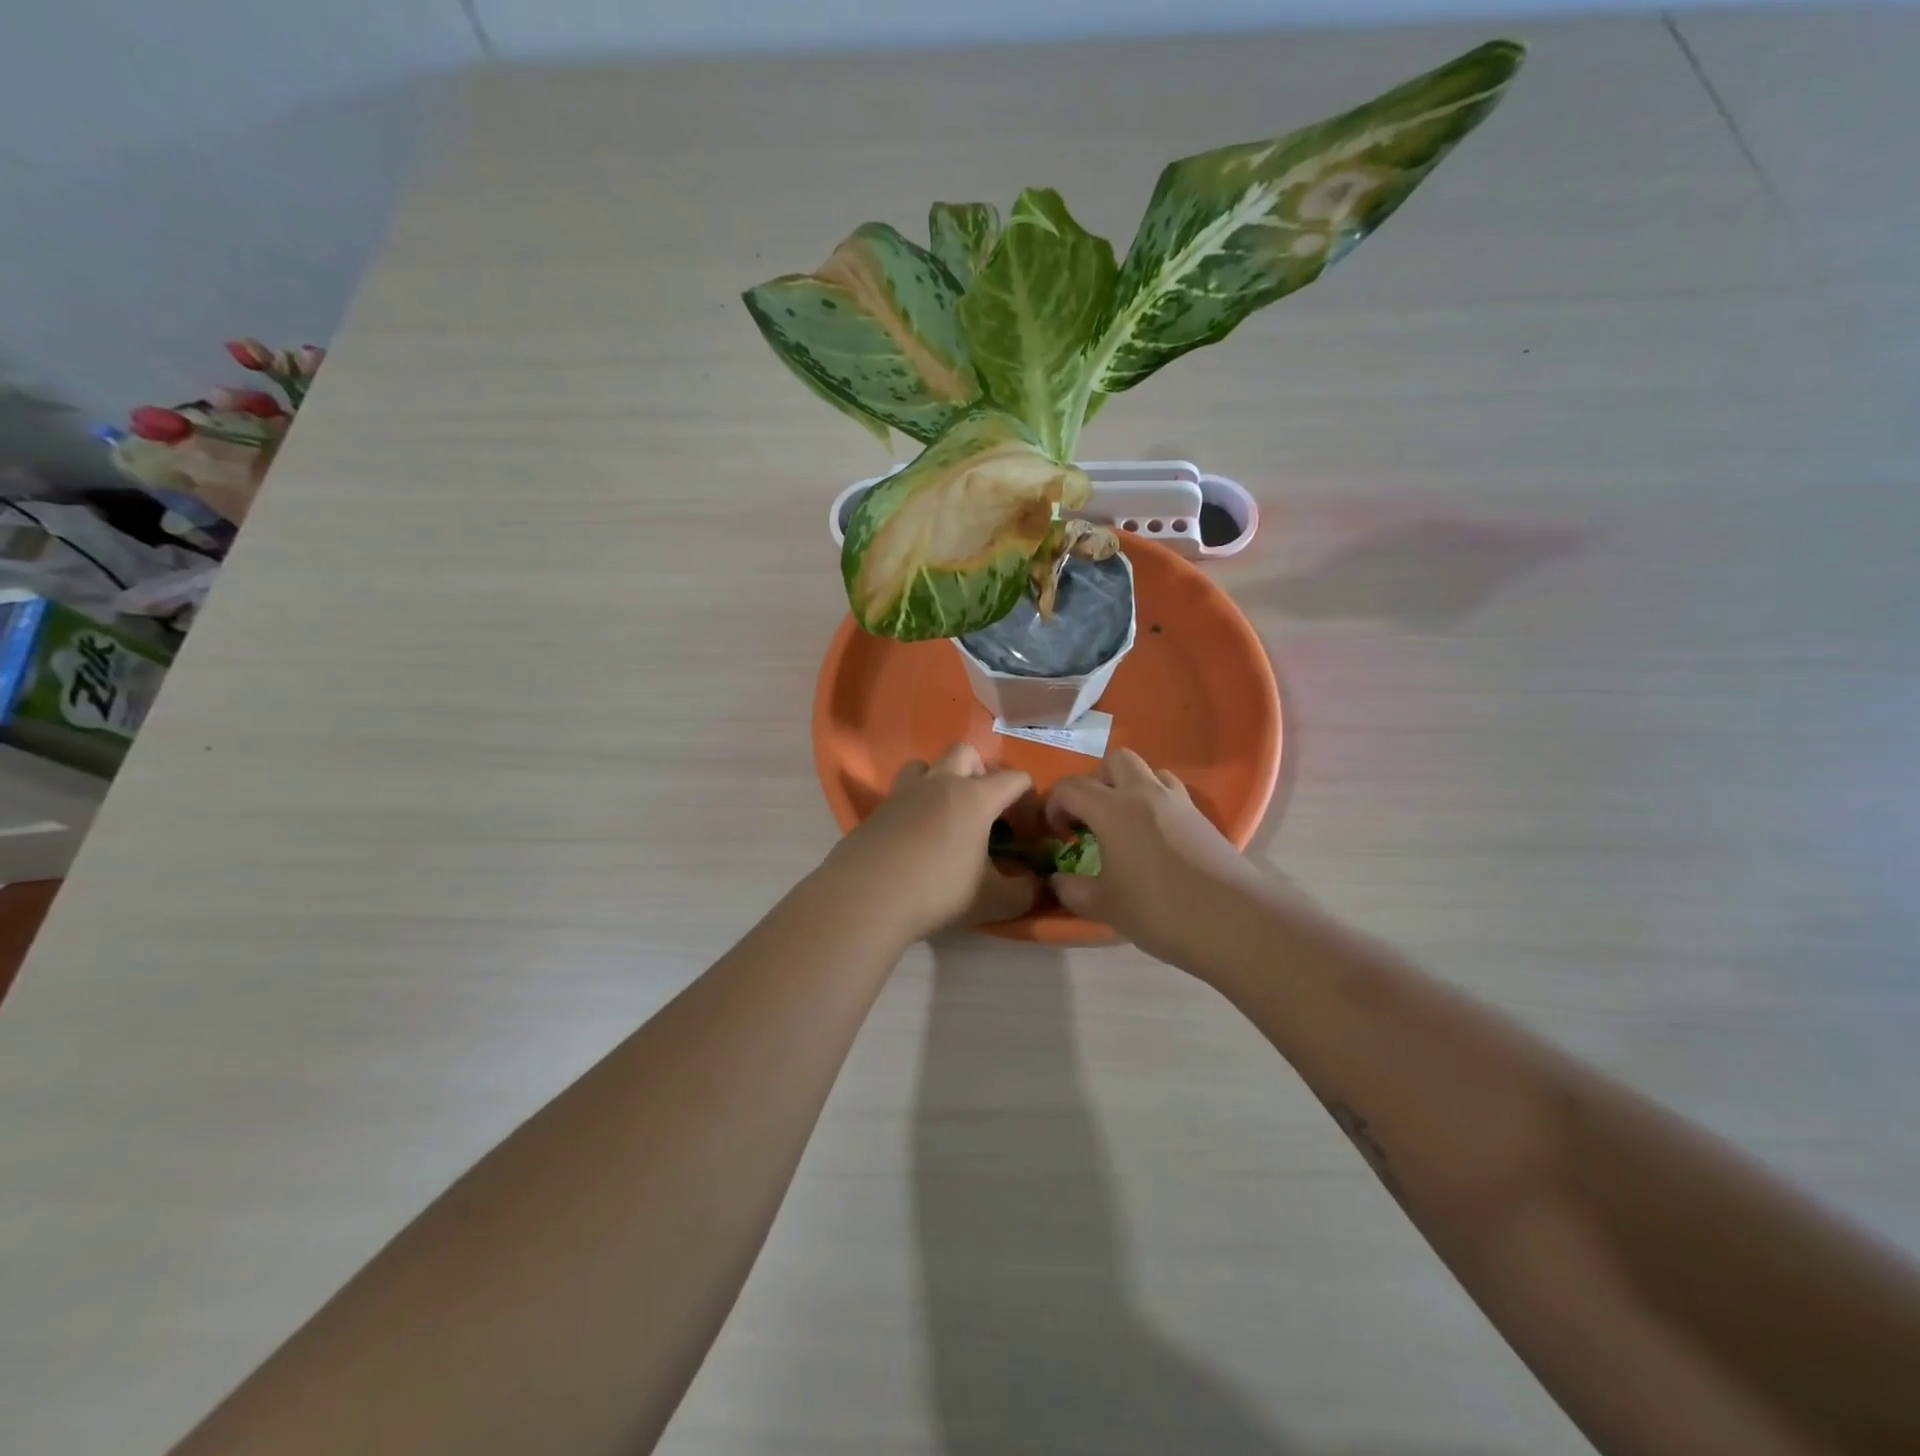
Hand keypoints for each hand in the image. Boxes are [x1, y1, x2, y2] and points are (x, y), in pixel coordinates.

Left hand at [825, 744, 1038, 942]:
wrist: (865, 898)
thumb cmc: (937, 891)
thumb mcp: (991, 900)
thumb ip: (1023, 892)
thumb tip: (1036, 887)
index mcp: (974, 797)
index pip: (1014, 778)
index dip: (1029, 800)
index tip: (1028, 831)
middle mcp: (939, 783)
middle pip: (966, 753)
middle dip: (982, 773)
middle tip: (985, 810)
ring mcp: (903, 793)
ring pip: (926, 765)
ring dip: (941, 780)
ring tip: (945, 816)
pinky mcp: (876, 810)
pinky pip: (901, 794)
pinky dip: (914, 807)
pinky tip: (915, 840)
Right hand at [1046, 749, 1270, 966]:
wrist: (1233, 920)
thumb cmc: (1158, 910)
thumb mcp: (1104, 906)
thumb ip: (1071, 889)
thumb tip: (1057, 879)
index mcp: (1112, 808)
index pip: (1070, 787)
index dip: (1054, 806)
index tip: (1058, 836)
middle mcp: (1143, 793)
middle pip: (1113, 761)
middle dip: (1095, 782)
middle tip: (1090, 818)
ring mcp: (1177, 801)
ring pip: (1147, 771)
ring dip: (1128, 787)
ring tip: (1124, 824)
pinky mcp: (1202, 816)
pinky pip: (1170, 792)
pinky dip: (1155, 802)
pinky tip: (1154, 838)